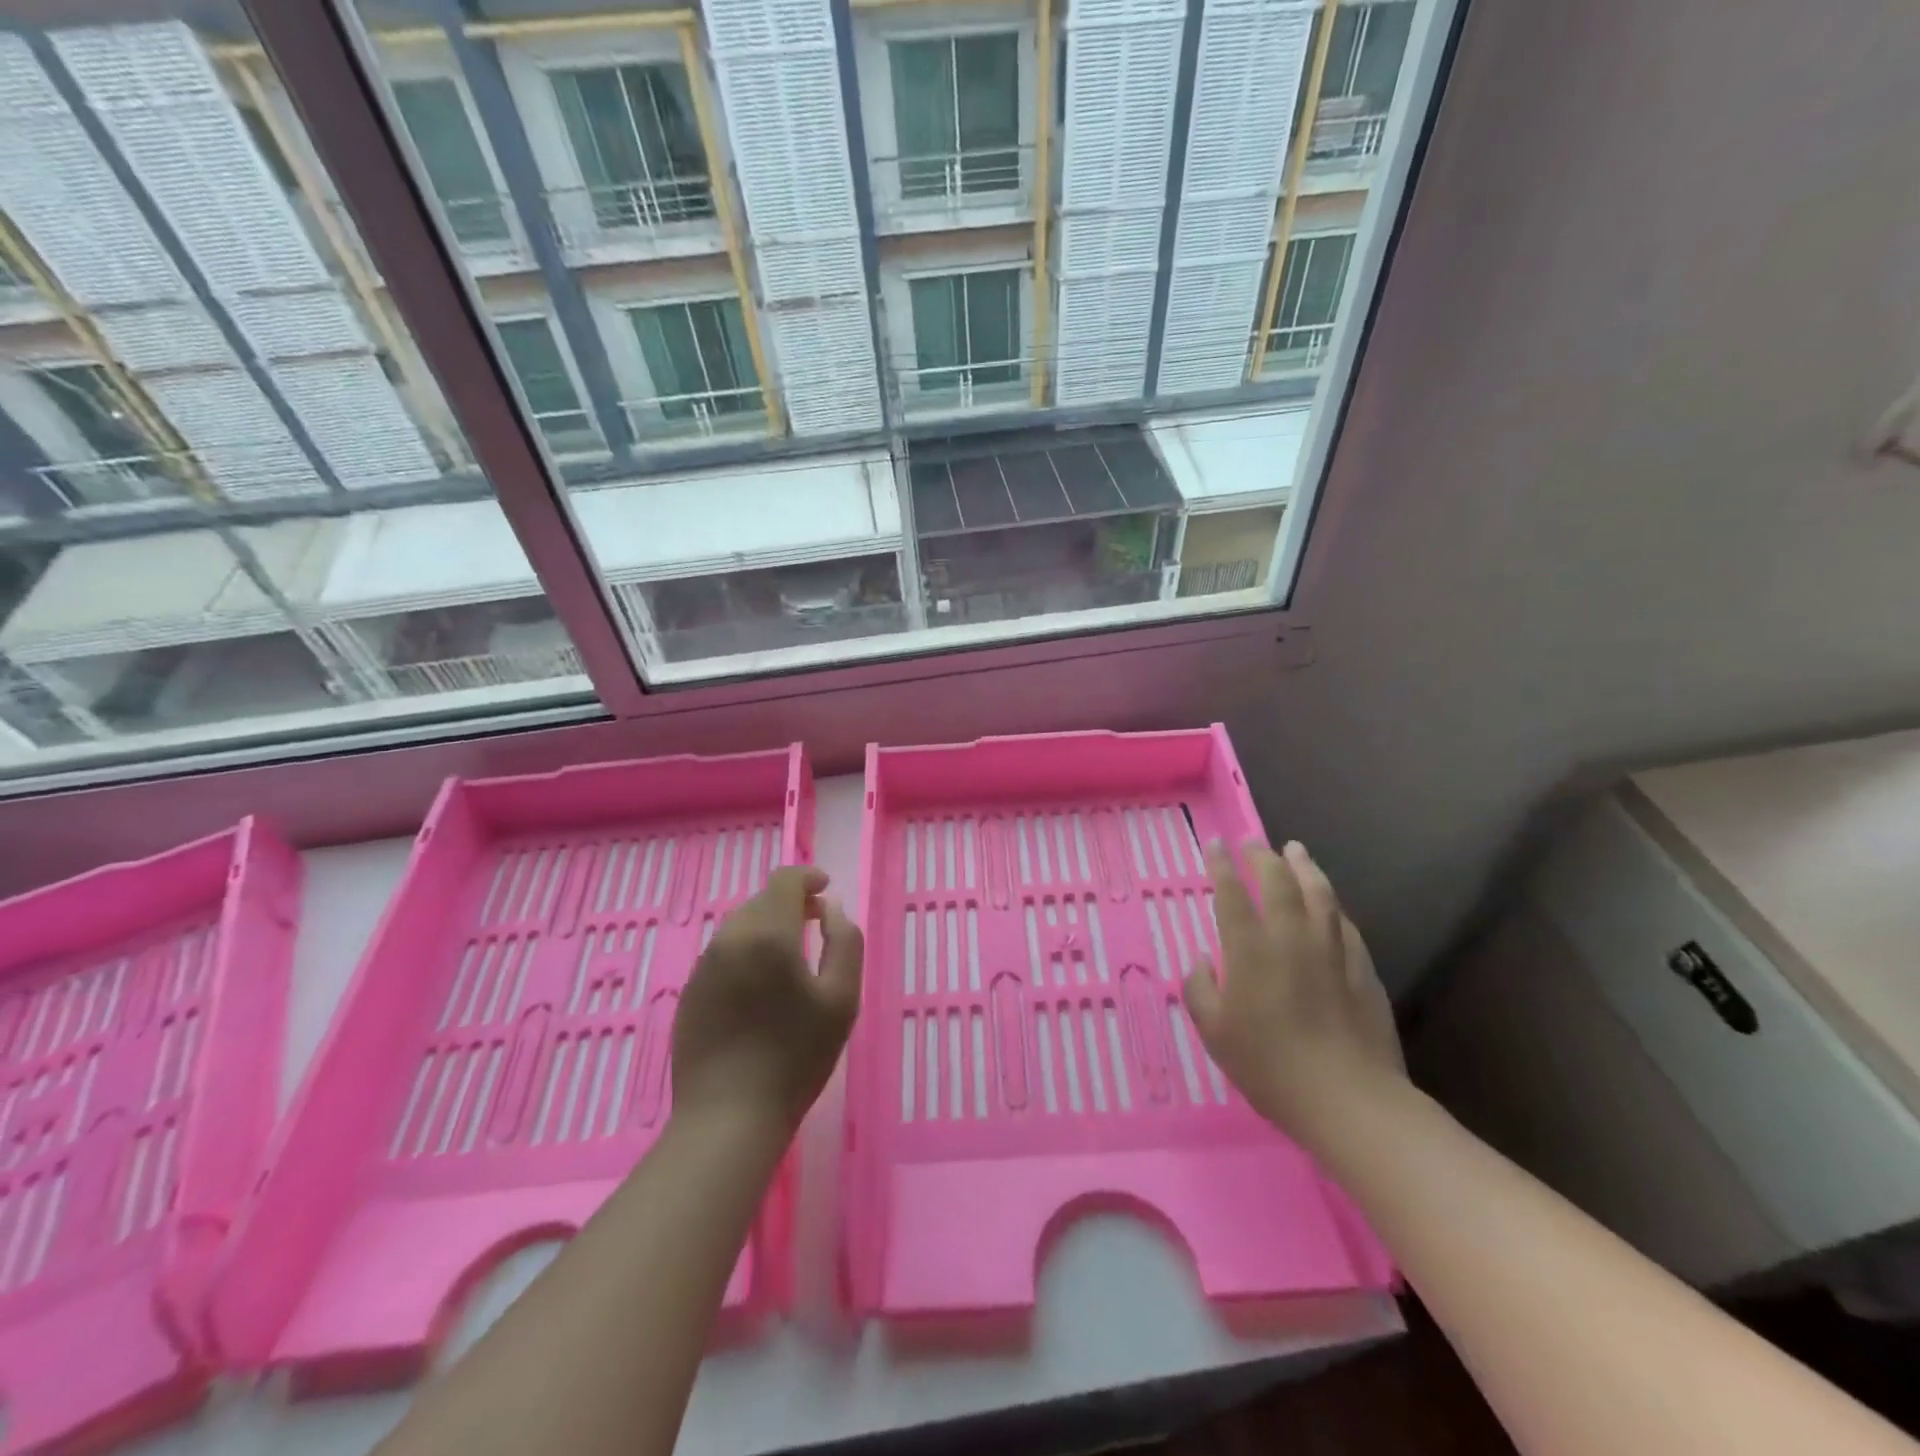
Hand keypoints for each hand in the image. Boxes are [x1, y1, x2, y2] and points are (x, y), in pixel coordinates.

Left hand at [671, 866, 862, 1134]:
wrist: (728, 1117)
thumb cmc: (796, 1057)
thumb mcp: (842, 998)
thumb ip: (844, 941)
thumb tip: (831, 908)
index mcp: (768, 934)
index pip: (784, 880)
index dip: (807, 877)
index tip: (826, 889)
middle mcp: (730, 939)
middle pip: (761, 901)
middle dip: (790, 903)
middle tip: (816, 924)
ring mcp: (704, 966)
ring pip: (739, 926)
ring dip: (767, 927)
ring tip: (790, 956)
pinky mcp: (689, 992)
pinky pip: (723, 954)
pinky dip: (746, 952)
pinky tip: (760, 987)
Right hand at [1183, 840, 1405, 1154]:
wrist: (1348, 1098)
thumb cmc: (1269, 1066)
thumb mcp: (1214, 1032)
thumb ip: (1199, 988)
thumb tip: (1203, 960)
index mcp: (1250, 950)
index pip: (1232, 893)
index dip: (1222, 865)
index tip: (1216, 844)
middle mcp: (1290, 938)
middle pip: (1279, 882)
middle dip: (1263, 857)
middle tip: (1254, 842)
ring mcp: (1331, 950)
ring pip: (1319, 893)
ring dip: (1304, 867)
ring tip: (1296, 850)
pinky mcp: (1362, 968)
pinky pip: (1345, 923)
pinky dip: (1332, 904)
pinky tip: (1329, 902)